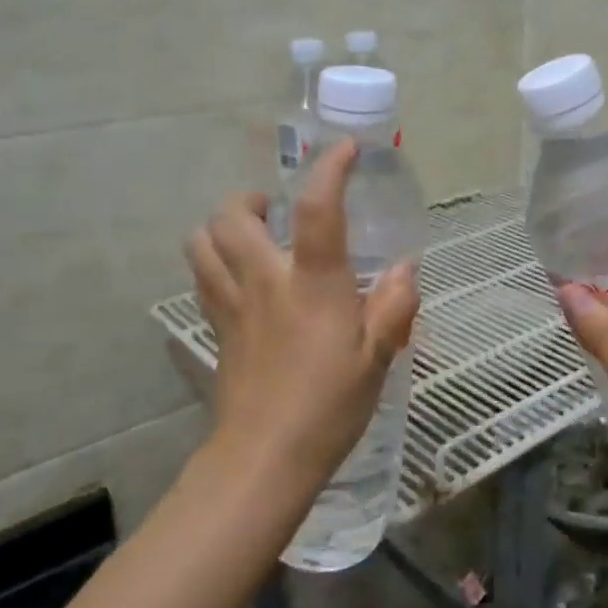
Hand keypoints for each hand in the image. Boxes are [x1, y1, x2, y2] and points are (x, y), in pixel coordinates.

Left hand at [184, 141, 419, 496]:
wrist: (264, 458)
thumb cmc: (329, 406)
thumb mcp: (377, 357)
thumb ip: (394, 306)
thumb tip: (405, 267)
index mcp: (312, 284)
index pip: (317, 209)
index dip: (330, 168)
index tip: (344, 150)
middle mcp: (265, 281)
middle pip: (233, 216)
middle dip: (250, 198)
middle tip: (277, 210)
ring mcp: (232, 304)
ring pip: (202, 242)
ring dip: (223, 226)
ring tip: (253, 236)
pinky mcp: (216, 327)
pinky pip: (201, 277)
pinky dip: (213, 260)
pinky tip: (240, 276)